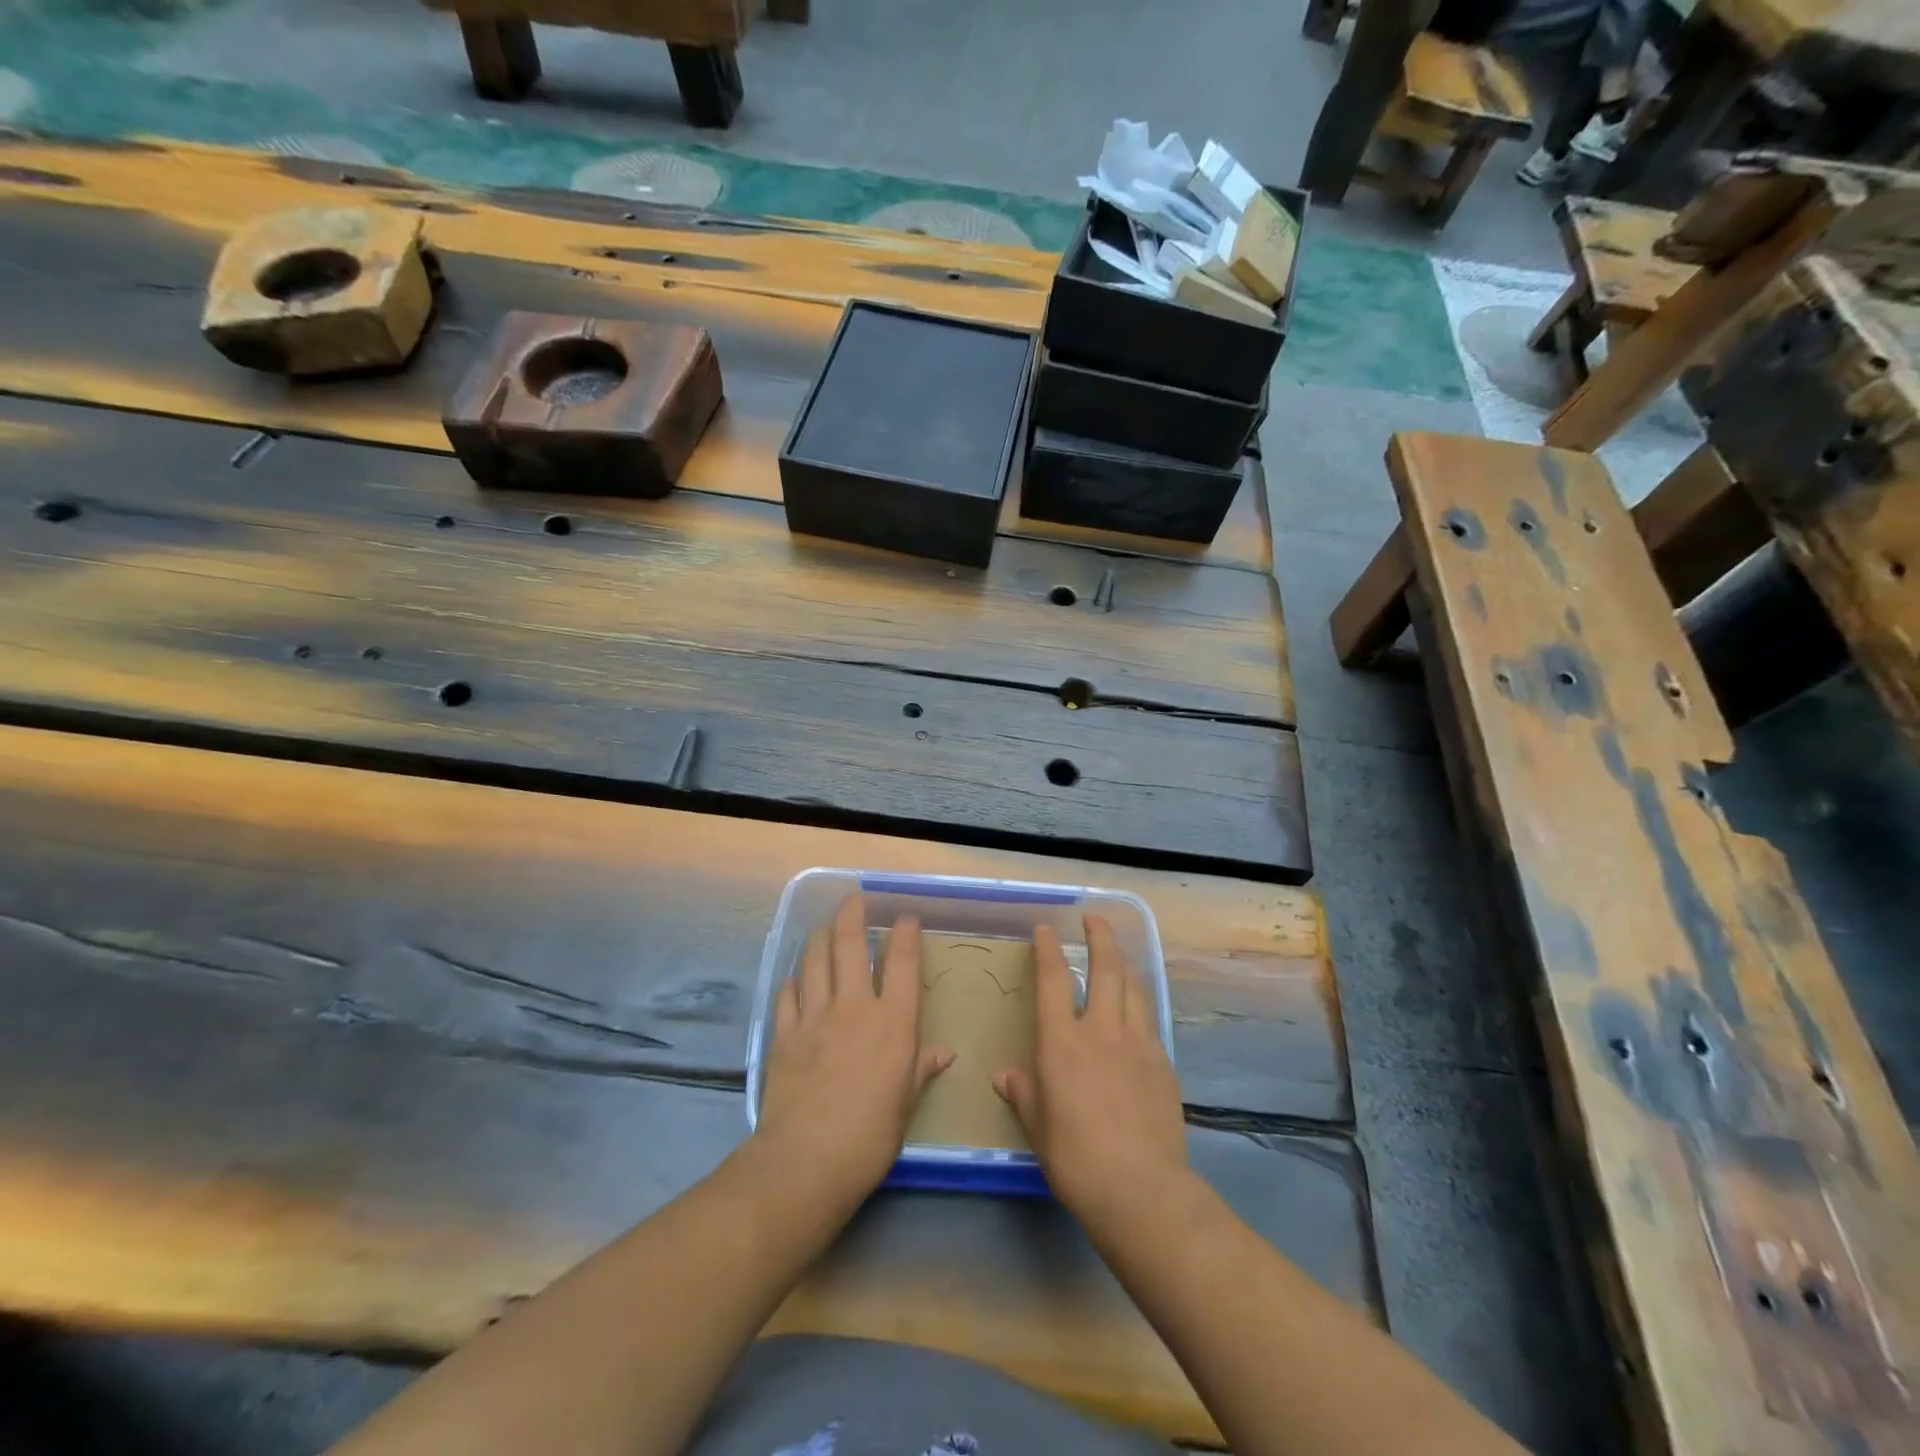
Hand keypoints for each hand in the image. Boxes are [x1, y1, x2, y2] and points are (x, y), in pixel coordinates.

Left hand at [755, 895, 952, 1206]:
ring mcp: (814, 1016)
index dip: (905, 933)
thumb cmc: (871, 1135)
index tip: (905, 917)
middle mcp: (854, 1006)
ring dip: (820, 937)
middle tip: (855, 900)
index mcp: (892, 1022)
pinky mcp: (783, 1034)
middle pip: (851, 945)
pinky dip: (793, 980)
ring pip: (815, 960)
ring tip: (825, 927)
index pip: (902, 962)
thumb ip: (921, 1069)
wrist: (807, 1159)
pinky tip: (795, 977)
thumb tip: (944, 1054)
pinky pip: (787, 994)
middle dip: (853, 915)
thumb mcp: (906, 1103)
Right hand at [994, 916, 1188, 1232]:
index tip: (1046, 928)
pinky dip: (1139, 1005)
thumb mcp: (1038, 1127)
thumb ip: (1023, 1093)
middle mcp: (1101, 1031)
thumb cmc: (1076, 1158)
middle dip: (1100, 937)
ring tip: (1117, 956)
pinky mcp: (1163, 1063)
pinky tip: (1137, 1013)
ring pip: (1133, 989)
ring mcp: (1137, 1044)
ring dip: (1124, 965)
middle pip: (1105, 969)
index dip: (1048, 949)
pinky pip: (1149, 1021)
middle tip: (1094, 919)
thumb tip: (1005, 1076)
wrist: (1141, 1189)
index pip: (1052, 981)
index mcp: (1062, 1043)